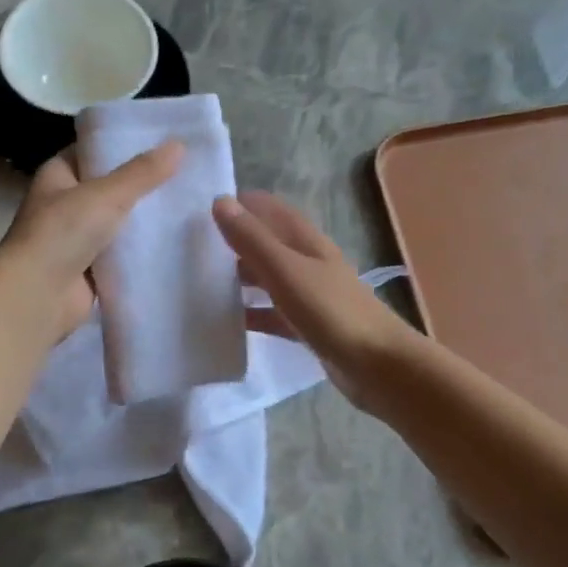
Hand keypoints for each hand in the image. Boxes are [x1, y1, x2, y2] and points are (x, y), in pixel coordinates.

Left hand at [0, 142, 182, 339]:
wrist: (38, 296)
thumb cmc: (63, 232)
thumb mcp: (106, 194)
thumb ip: (143, 173)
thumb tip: (179, 145)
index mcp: (59, 175)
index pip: (95, 150)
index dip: (126, 144)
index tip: (165, 140)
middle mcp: (66, 202)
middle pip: (111, 186)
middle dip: (144, 182)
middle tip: (188, 171)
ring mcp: (78, 237)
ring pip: (119, 220)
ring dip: (146, 217)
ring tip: (190, 202)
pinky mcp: (92, 268)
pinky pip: (123, 252)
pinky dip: (143, 249)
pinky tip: (177, 240)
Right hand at [211, 192, 415, 408]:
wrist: (378, 366)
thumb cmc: (332, 311)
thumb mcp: (286, 271)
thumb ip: (252, 239)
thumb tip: (220, 200)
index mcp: (306, 241)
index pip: (269, 209)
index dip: (240, 205)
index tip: (198, 211)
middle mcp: (308, 262)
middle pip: (266, 243)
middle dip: (234, 242)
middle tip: (189, 248)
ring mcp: (309, 295)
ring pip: (267, 278)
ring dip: (239, 277)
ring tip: (198, 281)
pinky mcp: (308, 326)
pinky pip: (272, 313)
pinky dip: (251, 313)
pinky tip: (225, 321)